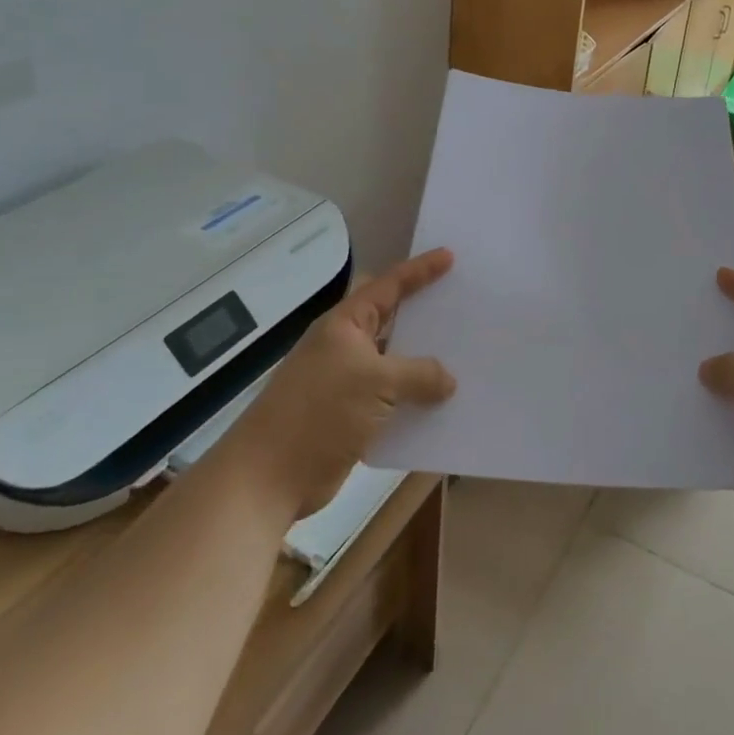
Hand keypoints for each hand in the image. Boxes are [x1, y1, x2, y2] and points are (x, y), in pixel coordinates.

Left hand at [242, 249, 457, 516]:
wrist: (269, 477)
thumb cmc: (320, 412)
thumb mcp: (377, 382)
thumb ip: (419, 375)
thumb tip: (448, 380)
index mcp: (346, 325)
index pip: (388, 286)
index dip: (419, 271)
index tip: (449, 257)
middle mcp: (345, 347)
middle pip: (392, 321)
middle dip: (424, 314)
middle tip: (461, 304)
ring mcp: (347, 383)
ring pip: (395, 364)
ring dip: (424, 365)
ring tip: (465, 357)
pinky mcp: (350, 417)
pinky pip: (393, 400)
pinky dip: (415, 400)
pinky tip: (444, 404)